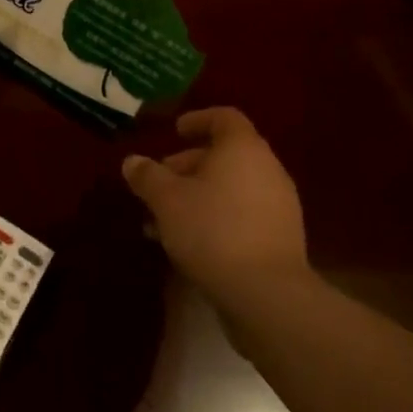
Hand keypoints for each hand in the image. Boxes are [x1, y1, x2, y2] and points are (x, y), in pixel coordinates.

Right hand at [121, 106, 314, 310]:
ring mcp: (278, 205)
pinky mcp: (280, 237)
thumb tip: (132, 162)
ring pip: (230, 188)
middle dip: (187, 166)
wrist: (266, 293)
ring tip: (163, 219)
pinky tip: (187, 242)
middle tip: (157, 183)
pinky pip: (242, 214)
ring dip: (197, 196)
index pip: (224, 118)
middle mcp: (267, 169)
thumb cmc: (212, 230)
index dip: (198, 120)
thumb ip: (147, 176)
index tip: (174, 131)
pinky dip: (215, 217)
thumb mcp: (167, 200)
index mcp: (242, 149)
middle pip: (225, 155)